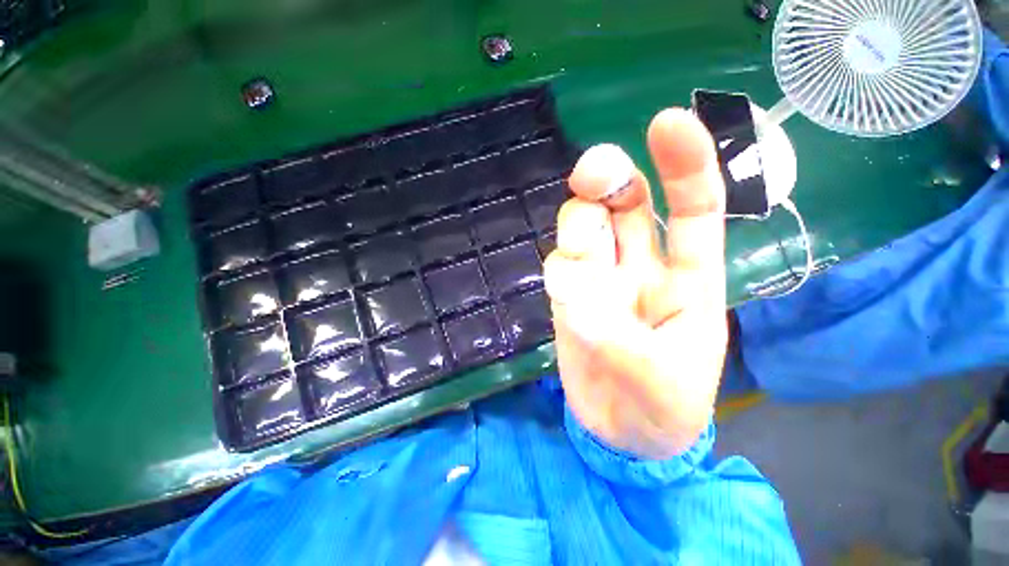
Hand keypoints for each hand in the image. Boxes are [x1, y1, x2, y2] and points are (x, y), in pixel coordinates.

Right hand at [545, 109, 727, 459]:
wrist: (622, 433)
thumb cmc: (662, 409)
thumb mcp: (660, 381)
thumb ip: (616, 336)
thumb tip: (573, 292)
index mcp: (686, 279)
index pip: (694, 209)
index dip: (685, 164)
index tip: (667, 121)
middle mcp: (639, 267)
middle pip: (623, 204)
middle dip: (608, 179)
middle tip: (589, 177)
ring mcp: (599, 279)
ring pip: (584, 226)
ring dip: (578, 230)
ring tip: (578, 270)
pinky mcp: (569, 295)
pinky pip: (559, 264)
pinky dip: (560, 272)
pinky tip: (566, 297)